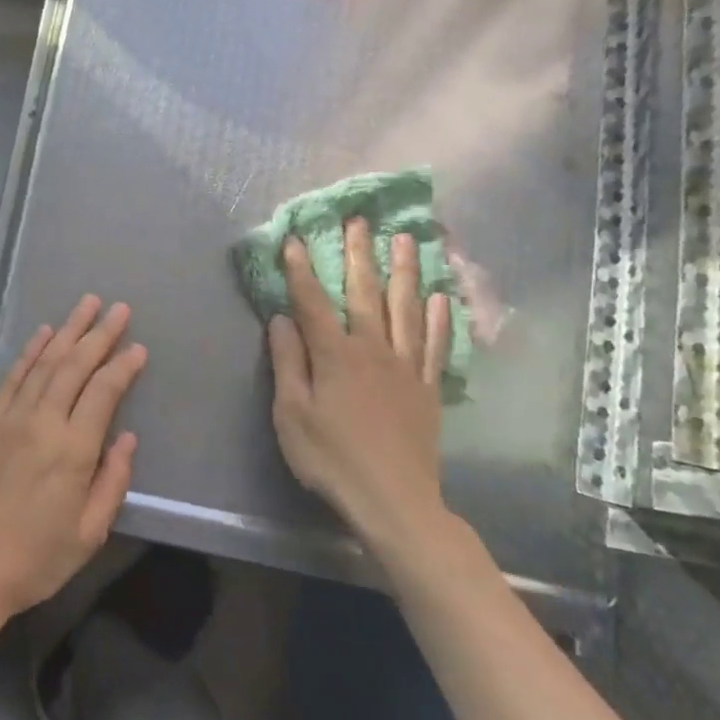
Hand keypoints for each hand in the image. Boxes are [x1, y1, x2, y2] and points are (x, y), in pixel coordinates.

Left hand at [0, 296, 146, 647]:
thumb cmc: (33, 562)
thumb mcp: (88, 534)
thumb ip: (112, 481)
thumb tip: (126, 438)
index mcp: (72, 450)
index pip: (104, 392)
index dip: (123, 366)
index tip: (138, 347)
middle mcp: (41, 423)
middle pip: (74, 366)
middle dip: (99, 334)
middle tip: (119, 308)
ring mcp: (9, 420)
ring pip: (43, 363)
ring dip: (67, 331)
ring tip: (85, 305)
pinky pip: (12, 378)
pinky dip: (30, 352)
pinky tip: (43, 335)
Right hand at [268, 221, 459, 577]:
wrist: (394, 500)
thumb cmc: (331, 458)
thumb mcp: (291, 414)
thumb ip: (288, 362)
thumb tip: (280, 319)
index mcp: (335, 355)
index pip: (313, 302)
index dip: (301, 269)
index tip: (293, 239)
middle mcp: (372, 350)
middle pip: (364, 293)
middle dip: (358, 254)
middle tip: (359, 219)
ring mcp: (405, 367)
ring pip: (405, 309)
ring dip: (403, 271)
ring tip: (404, 239)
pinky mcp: (427, 388)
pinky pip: (434, 345)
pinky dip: (436, 318)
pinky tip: (438, 297)